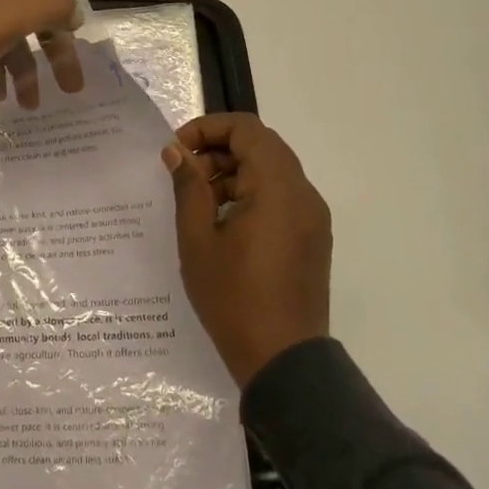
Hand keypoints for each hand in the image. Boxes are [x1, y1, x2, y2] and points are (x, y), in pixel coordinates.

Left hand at [0, 0, 83, 107]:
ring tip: (13, 102)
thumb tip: (74, 13)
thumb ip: (58, 6)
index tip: (70, 86)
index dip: (64, 49)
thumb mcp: (24, 10)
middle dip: (38, 65)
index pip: (50, 12)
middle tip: (39, 101)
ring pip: (0, 39)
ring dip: (13, 72)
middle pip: (25, 27)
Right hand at [162, 113, 331, 387]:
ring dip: (233, 173)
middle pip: (261, 146)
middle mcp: (303, 193)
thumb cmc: (233, 298)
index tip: (177, 150)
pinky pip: (281, 196)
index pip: (247, 129)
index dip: (208, 128)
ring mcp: (312, 216)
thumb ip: (188, 187)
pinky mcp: (312, 236)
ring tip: (199, 203)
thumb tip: (176, 151)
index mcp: (277, 188)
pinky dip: (251, 194)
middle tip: (184, 176)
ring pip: (272, 170)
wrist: (283, 359)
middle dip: (218, 151)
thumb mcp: (198, 240)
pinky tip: (223, 223)